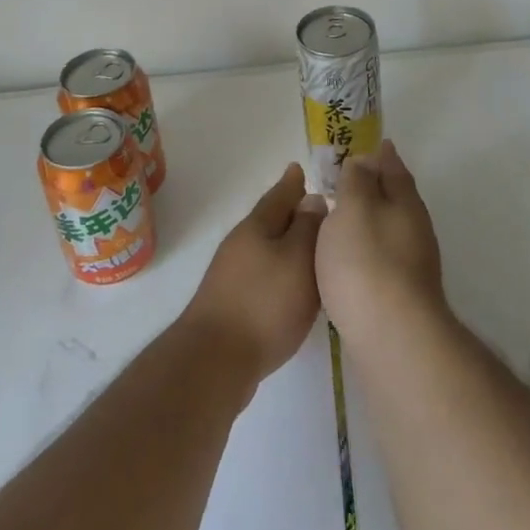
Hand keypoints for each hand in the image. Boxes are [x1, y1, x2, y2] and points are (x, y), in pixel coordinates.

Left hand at [180, 163, 326, 387]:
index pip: (279, 195)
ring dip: (286, 243)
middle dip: (291, 212)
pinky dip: (279, 271)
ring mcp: (232, 275)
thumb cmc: (264, 304)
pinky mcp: (232, 303)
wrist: (214, 361)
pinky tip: (292, 286)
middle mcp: (241, 245)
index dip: (292, 183)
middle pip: (270, 221)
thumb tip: (312, 199)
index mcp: (257, 227)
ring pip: (266, 248)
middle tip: (315, 206)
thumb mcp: (297, 259)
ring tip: (311, 246)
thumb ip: (308, 228)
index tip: (300, 168)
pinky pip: (262, 274)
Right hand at [316, 140, 446, 348]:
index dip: (380, 155)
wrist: (393, 336)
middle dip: (376, 186)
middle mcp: (415, 228)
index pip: (393, 168)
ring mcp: (413, 263)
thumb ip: (356, 181)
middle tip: (349, 179)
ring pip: (389, 228)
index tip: (367, 146)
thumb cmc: (366, 262)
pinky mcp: (403, 294)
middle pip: (396, 198)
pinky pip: (383, 256)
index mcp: (405, 202)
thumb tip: (365, 159)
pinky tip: (350, 258)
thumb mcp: (354, 209)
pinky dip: (368, 248)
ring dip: (371, 219)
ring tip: (343, 217)